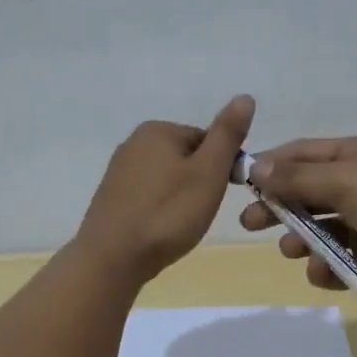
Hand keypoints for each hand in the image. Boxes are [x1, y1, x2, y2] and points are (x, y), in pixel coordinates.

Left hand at [75, 95, 254, 282]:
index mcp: (157, 130)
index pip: (207, 140)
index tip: (220, 194)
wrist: (113, 259)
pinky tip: (161, 230)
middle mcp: (133, 143)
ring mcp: (118, 171)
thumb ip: (227, 135)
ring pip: (167, 179)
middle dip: (199, 183)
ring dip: (180, 199)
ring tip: (180, 225)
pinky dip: (160, 210)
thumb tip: (245, 97)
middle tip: (199, 212)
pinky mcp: (111, 198)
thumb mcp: (208, 172)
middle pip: (186, 158)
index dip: (221, 168)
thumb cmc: (168, 214)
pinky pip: (148, 197)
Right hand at [238, 136, 356, 299]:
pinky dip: (329, 267)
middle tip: (250, 225)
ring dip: (302, 240)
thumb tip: (257, 168)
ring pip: (321, 230)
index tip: (241, 184)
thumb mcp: (347, 182)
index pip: (303, 154)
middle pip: (307, 193)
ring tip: (293, 251)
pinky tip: (326, 273)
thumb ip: (299, 178)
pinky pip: (340, 260)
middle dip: (279, 208)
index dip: (271, 166)